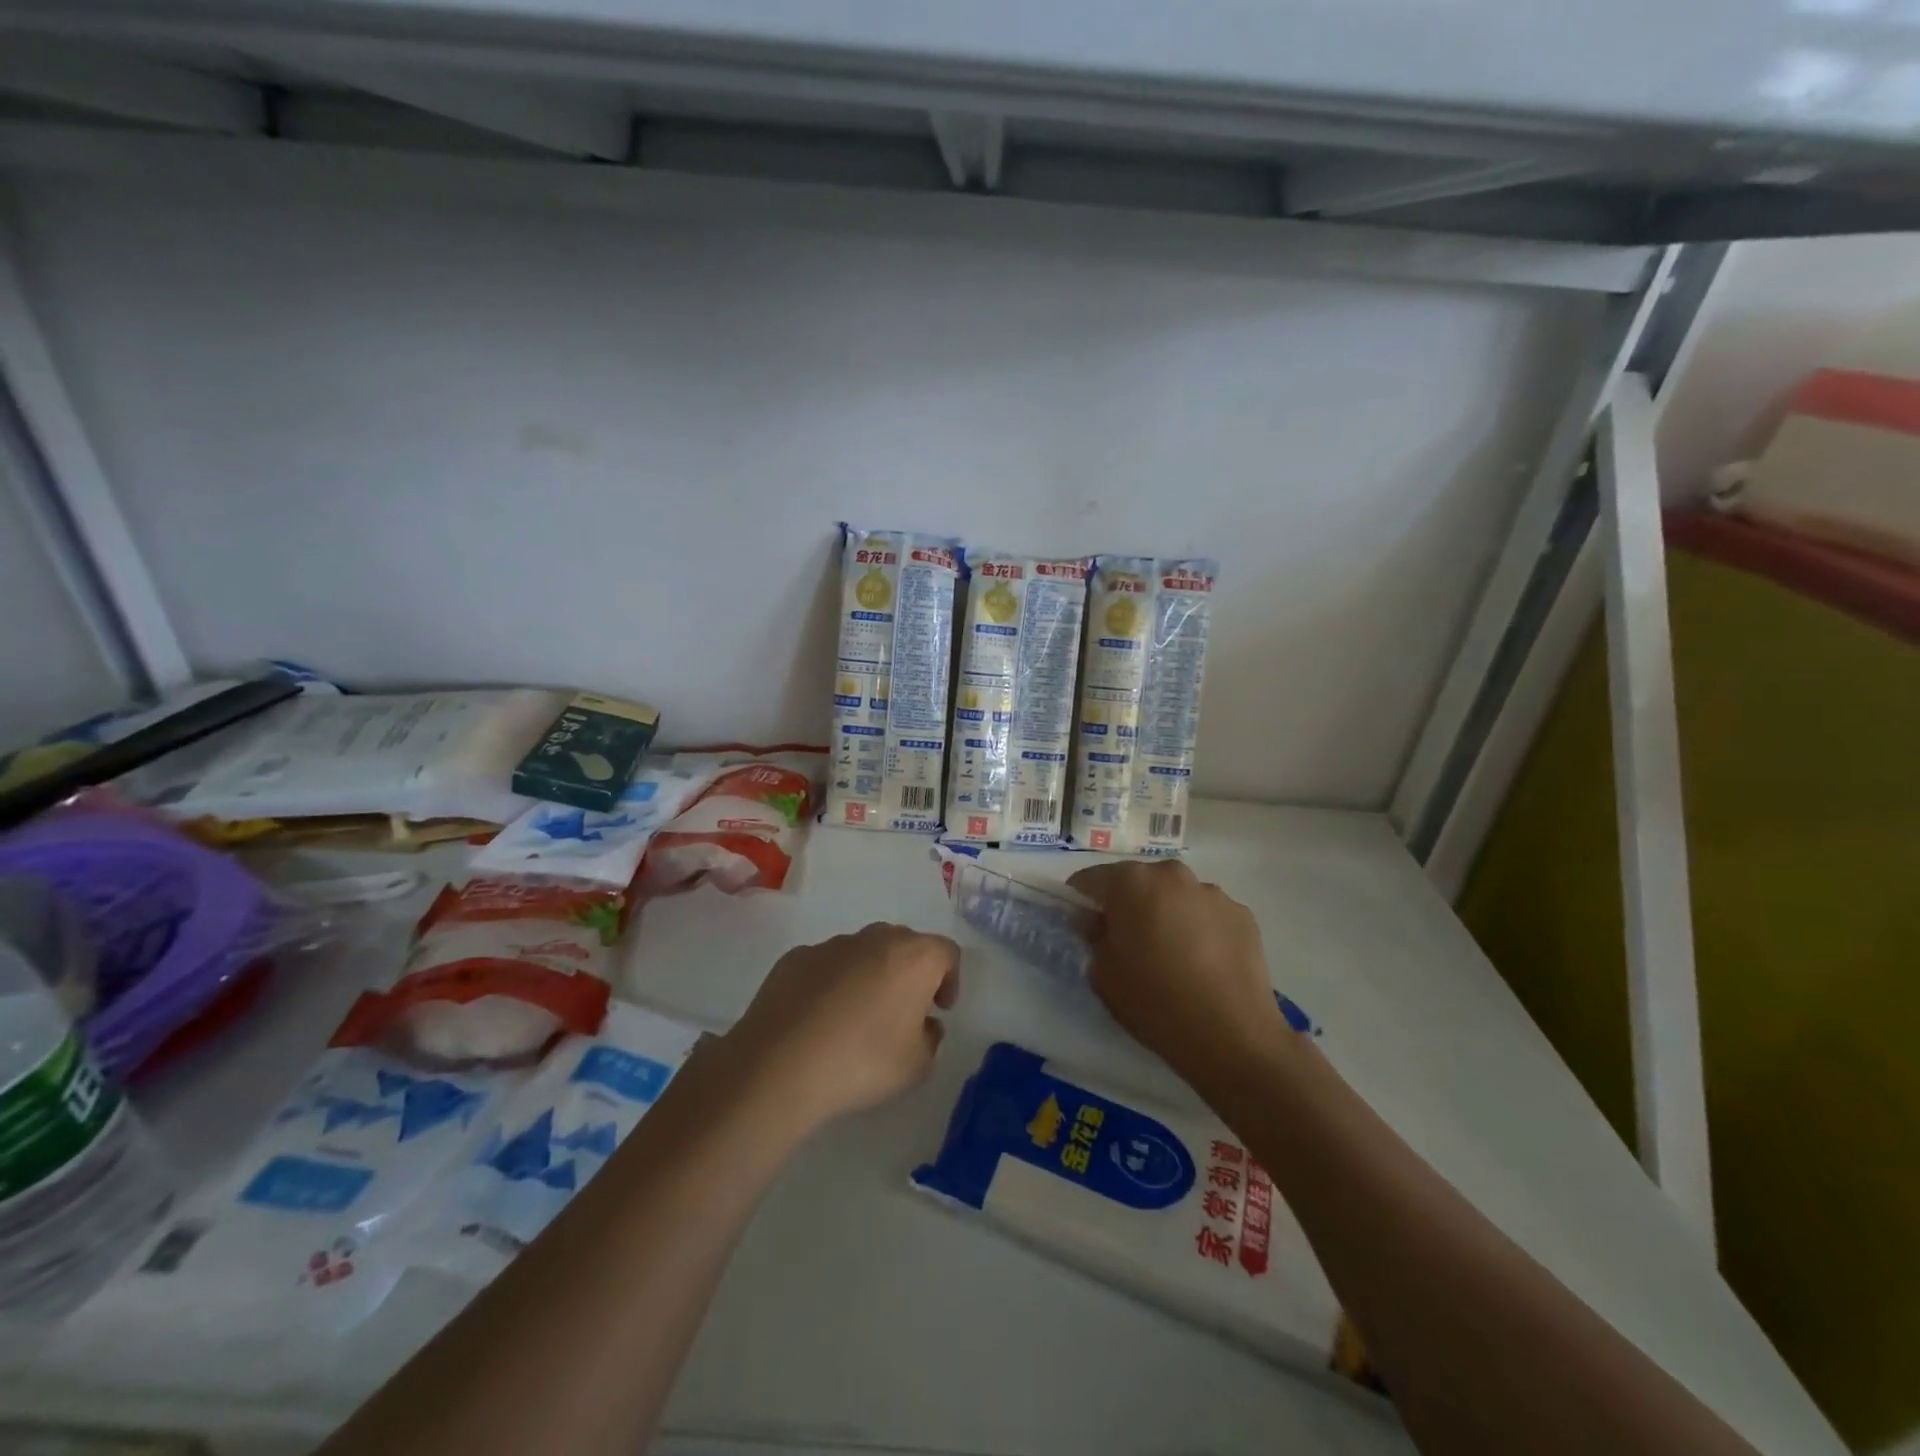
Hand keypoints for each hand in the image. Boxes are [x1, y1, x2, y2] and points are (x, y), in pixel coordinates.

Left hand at [724, 923, 959, 1131]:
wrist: (781, 1064)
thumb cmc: (863, 1061)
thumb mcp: (917, 1066)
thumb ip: (931, 1038)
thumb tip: (924, 1024)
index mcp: (914, 957)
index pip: (946, 952)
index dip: (950, 979)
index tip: (939, 1009)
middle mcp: (876, 938)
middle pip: (905, 944)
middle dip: (909, 973)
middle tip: (903, 1011)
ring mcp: (832, 944)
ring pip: (863, 951)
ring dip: (870, 975)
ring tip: (857, 1017)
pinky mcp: (796, 957)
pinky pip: (827, 965)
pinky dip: (832, 983)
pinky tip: (820, 1019)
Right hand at [1068, 860, 1283, 1086]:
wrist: (1230, 1035)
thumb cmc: (1153, 1000)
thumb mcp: (1102, 973)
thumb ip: (1093, 936)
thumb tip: (1096, 921)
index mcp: (1131, 881)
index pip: (1092, 879)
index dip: (1083, 900)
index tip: (1083, 924)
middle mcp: (1172, 875)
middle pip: (1139, 882)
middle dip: (1129, 904)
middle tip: (1128, 942)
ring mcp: (1213, 893)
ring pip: (1176, 897)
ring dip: (1167, 914)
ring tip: (1172, 956)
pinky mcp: (1243, 915)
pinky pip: (1208, 915)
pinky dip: (1200, 929)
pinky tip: (1203, 964)